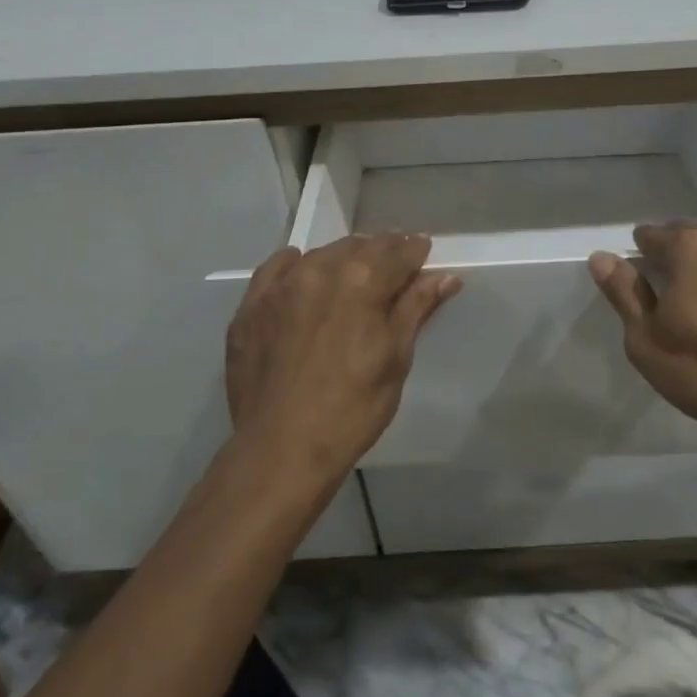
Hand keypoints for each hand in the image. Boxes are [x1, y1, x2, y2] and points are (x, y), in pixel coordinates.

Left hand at [225, 234, 458, 484]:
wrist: (282, 448)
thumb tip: (445, 276)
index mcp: (363, 280)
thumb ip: (416, 308)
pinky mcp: (251, 306)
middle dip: (381, 252)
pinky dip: (294, 265)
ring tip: (354, 273)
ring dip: (343, 258)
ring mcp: (281, 286)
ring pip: (321, 254)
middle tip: (394, 266)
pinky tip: (301, 271)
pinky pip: (275, 269)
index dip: (416, 252)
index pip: (399, 253)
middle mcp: (320, 269)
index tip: (424, 253)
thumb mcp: (395, 357)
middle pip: (360, 247)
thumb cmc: (353, 407)